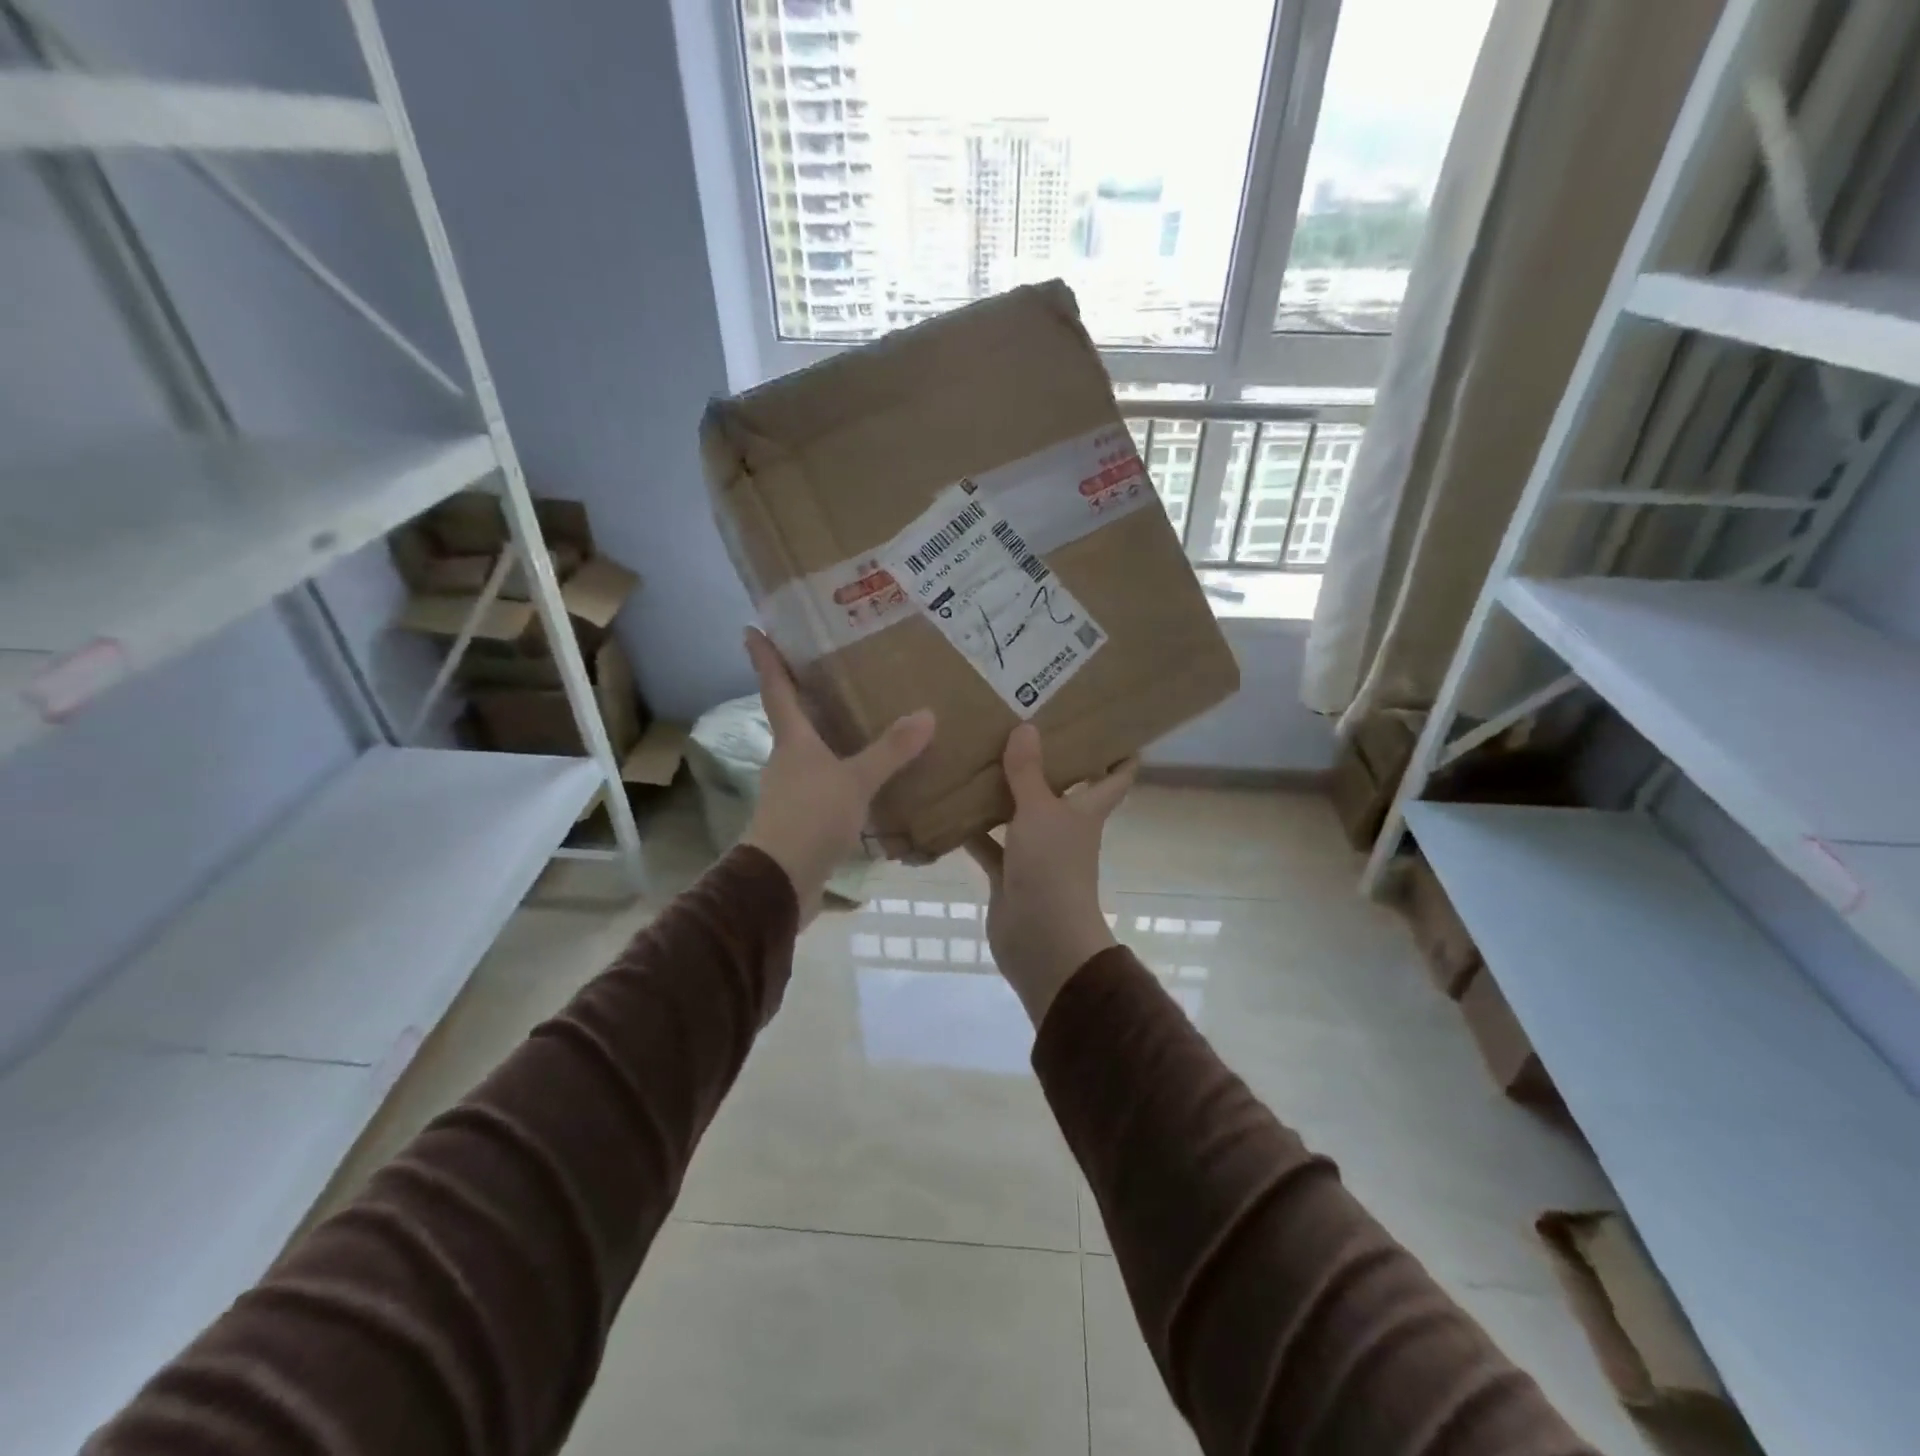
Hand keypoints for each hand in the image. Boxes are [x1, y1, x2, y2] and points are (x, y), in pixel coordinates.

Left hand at [741, 629, 934, 919]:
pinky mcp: (803, 817)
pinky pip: (825, 782)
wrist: (780, 883)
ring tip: (860, 718)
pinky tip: (867, 775)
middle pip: (792, 717)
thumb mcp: (856, 781)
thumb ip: (891, 750)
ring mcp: (792, 790)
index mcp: (792, 741)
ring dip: (827, 734)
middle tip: (829, 666)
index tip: (752, 629)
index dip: (765, 658)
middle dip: (804, 692)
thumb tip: (927, 714)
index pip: (776, 689)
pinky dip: (842, 771)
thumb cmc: (810, 819)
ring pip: (810, 751)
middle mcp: (787, 760)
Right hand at [964, 724, 1136, 1025]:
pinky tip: (949, 806)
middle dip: (1046, 762)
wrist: (1041, 940)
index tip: (1110, 725)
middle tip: (1022, 724)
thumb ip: (1029, 772)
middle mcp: (1064, 827)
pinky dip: (973, 830)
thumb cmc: (1052, 868)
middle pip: (1062, 789)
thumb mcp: (1039, 812)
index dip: (1120, 753)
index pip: (1116, 777)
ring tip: (978, 755)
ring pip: (1019, 814)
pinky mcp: (1009, 873)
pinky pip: (990, 844)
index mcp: (1085, 810)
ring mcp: (1036, 852)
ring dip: (1002, 793)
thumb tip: (1027, 727)